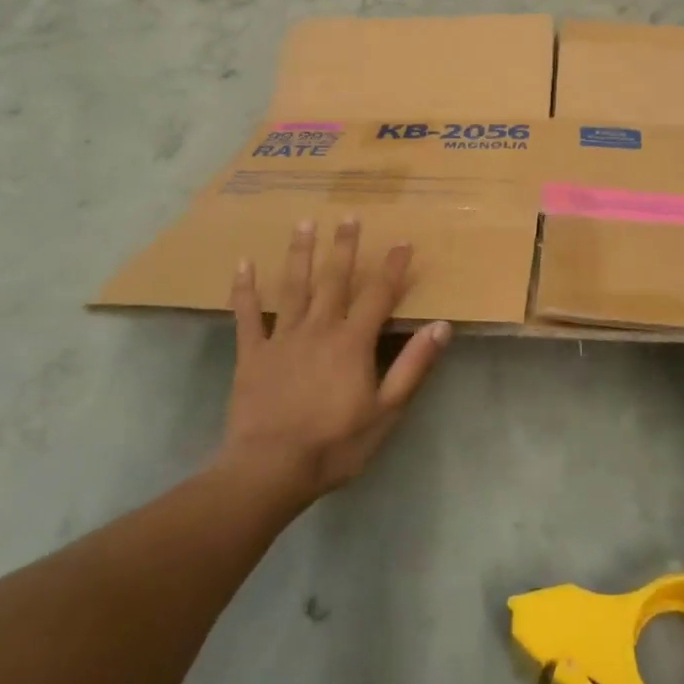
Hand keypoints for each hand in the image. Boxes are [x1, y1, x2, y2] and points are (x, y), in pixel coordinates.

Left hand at [222, 219, 450, 501]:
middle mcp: (319, 328)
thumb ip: (413, 366)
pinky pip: (248, 315)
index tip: (402, 242)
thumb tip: (440, 326)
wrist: (271, 468)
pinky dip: (245, 289)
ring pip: (293, 287)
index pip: (378, 295)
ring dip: (300, 253)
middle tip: (348, 215)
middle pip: (334, 280)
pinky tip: (243, 263)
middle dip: (344, 247)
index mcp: (353, 342)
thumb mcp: (387, 412)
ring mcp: (282, 338)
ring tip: (304, 223)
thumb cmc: (335, 444)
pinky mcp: (252, 353)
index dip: (392, 268)